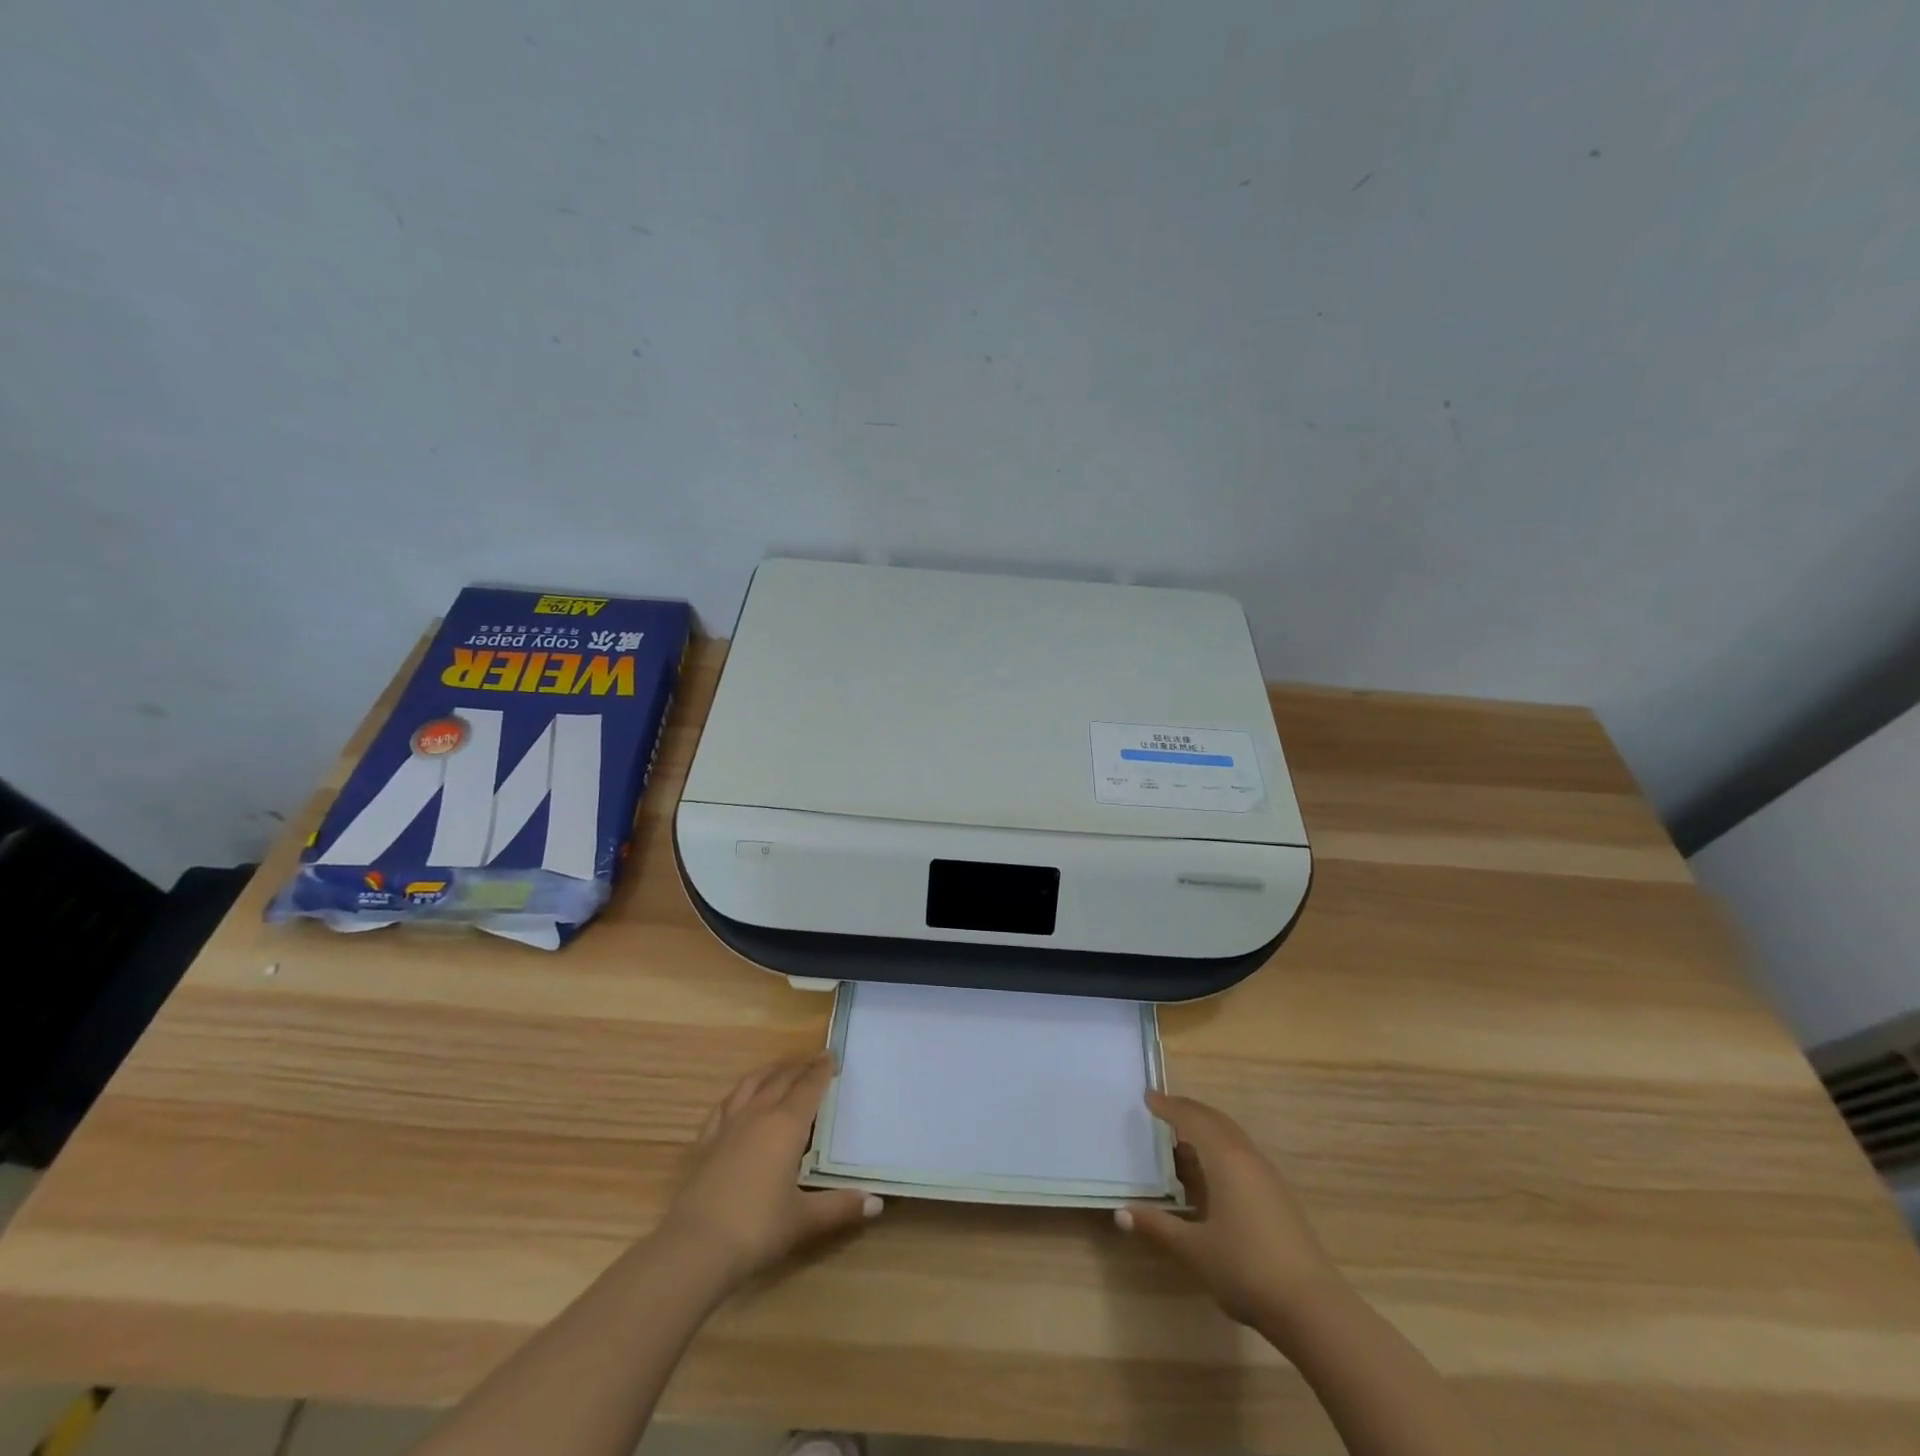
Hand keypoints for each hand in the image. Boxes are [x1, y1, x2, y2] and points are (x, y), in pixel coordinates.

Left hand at [657, 1054, 881, 1286]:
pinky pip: (725, 1105)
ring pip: (752, 1084)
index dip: (822, 1070)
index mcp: (787, 1125)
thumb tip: (877, 1203)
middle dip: (801, 1066)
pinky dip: (738, 1094)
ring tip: (781, 1067)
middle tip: (815, 1058)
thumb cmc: (757, 1229)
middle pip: (782, 1079)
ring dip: (770, 1071)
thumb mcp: (804, 1219)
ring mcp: (729, 1125)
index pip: (809, 1087)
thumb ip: (840, 1207)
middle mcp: (759, 1114)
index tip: (832, 1057)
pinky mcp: (706, 1141)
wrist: (695, 1247)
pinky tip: (740, 1098)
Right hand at [1118, 1091, 1340, 1325]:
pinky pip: (1243, 1157)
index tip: (1149, 1097)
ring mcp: (1268, 1179)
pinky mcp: (1280, 1199)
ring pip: (1232, 1138)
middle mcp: (1248, 1159)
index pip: (1192, 1120)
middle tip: (1164, 1108)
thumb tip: (1120, 1213)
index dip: (1169, 1107)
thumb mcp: (1194, 1251)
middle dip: (1189, 1111)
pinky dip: (1221, 1151)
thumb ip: (1158, 1227)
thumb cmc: (1246, 1269)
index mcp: (1226, 1160)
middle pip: (1216, 1121)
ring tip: (1183, 1140)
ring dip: (1207, 1131)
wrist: (1313, 1309)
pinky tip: (1212, 1176)